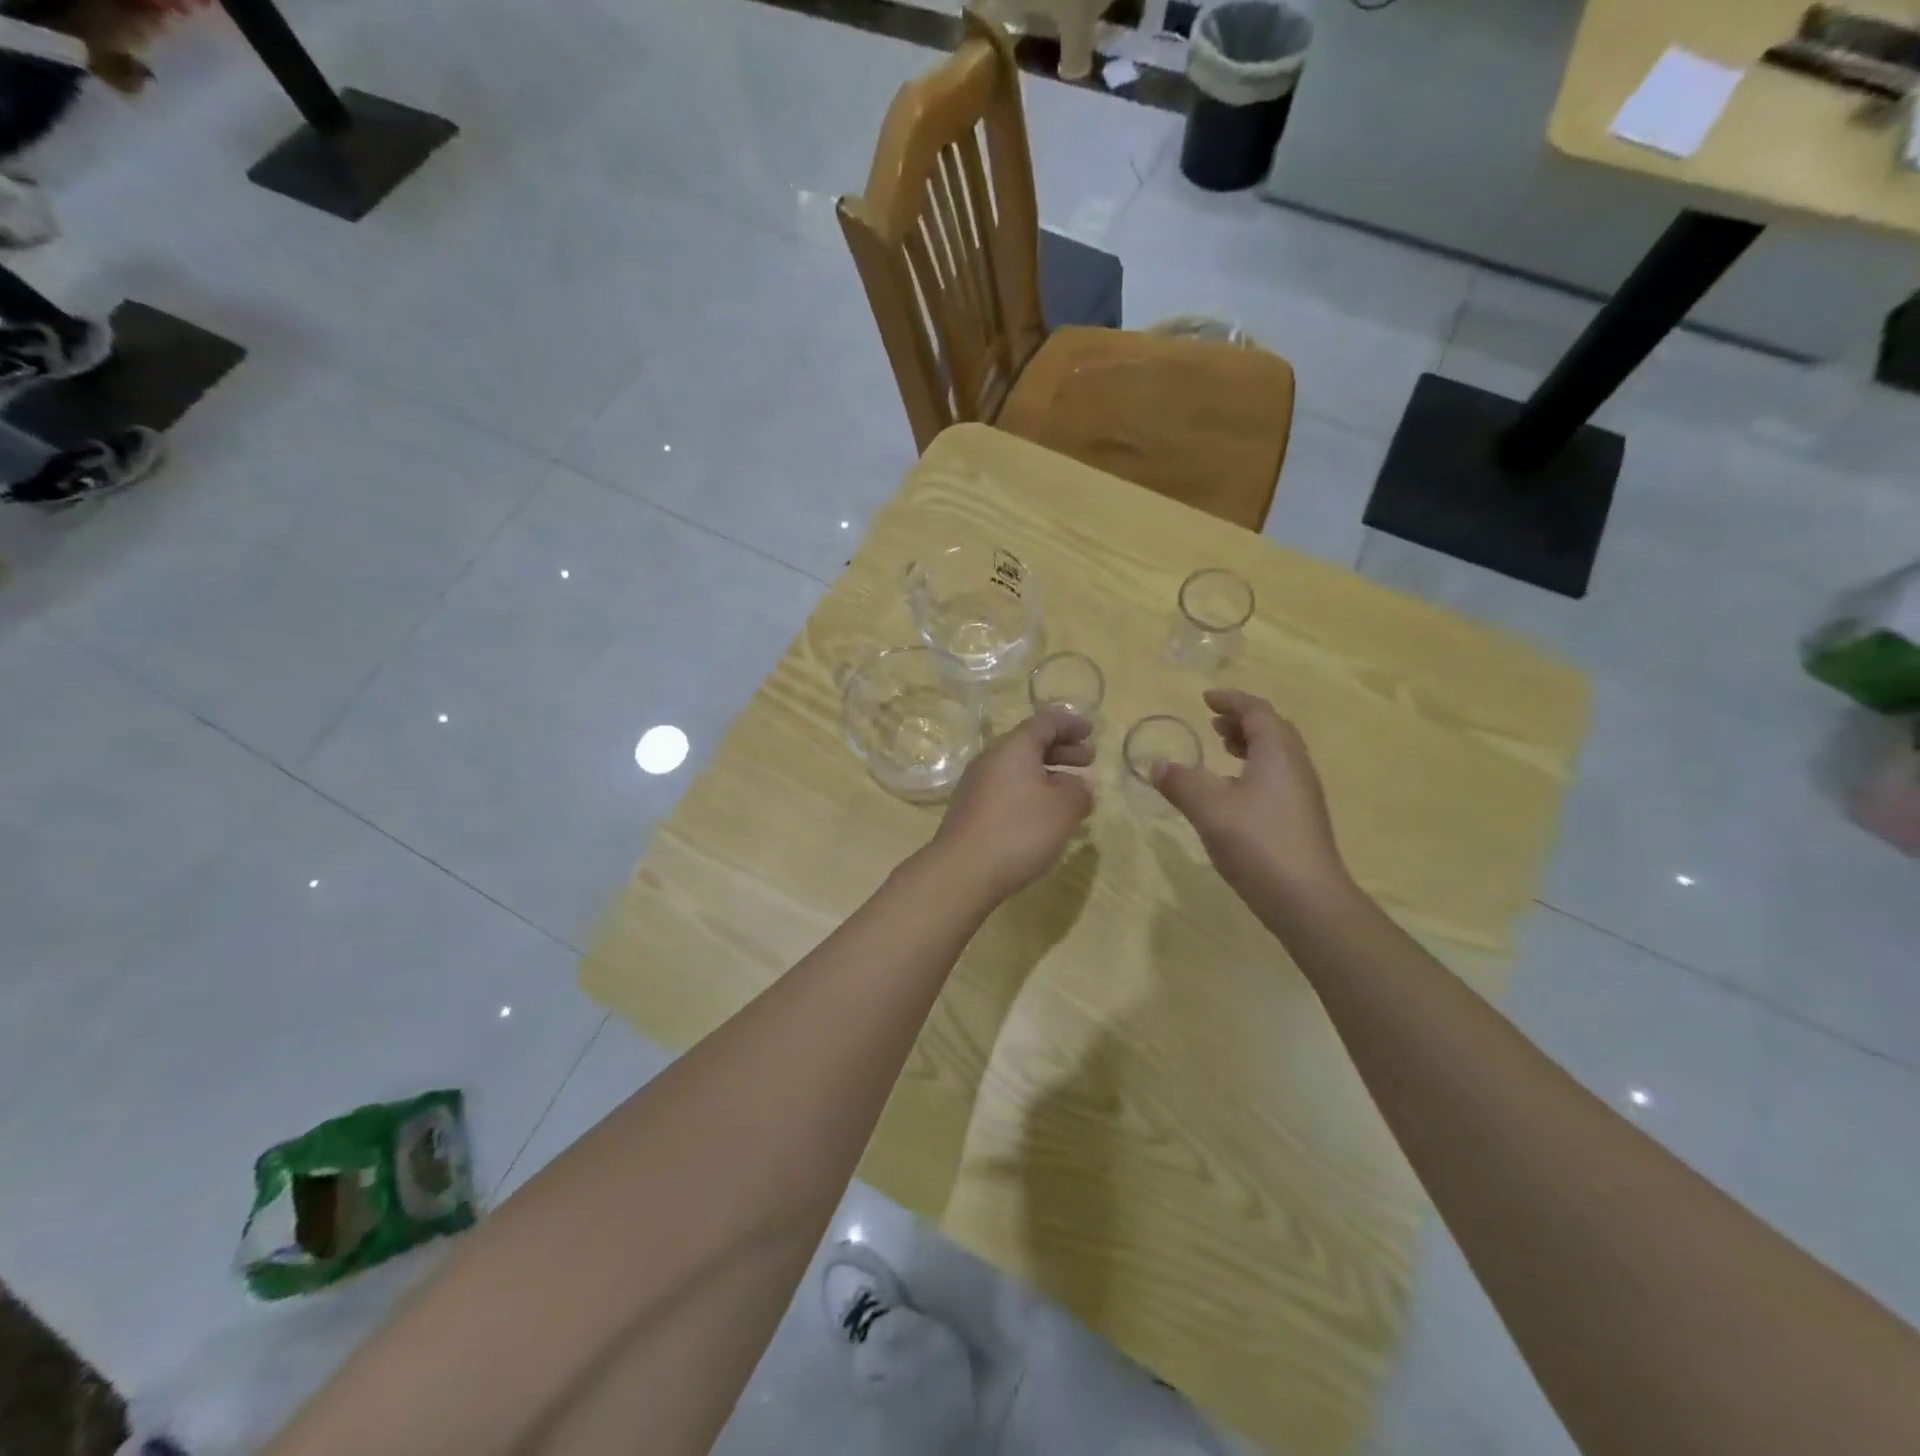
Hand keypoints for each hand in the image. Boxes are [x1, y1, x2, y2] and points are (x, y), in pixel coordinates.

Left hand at [930, 707, 1094, 902]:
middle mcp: (991, 759)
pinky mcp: (971, 810)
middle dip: (1061, 749)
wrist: (963, 871)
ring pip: (1018, 768)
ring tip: (1071, 791)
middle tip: (1088, 760)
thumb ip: (1079, 790)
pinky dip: (1031, 792)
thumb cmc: (1019, 831)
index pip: (1045, 722)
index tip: (1091, 731)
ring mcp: (977, 785)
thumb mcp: (1064, 808)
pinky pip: (1008, 789)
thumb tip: (1078, 786)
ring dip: (1047, 773)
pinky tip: (1044, 815)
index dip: (1070, 724)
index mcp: (1014, 747)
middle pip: (1029, 743)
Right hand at [1150, 689, 1350, 910]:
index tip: (1206, 699)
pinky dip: (1254, 769)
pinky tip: (1233, 793)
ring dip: (1250, 745)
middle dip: (1243, 721)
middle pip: (1273, 730)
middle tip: (1213, 723)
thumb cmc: (1258, 843)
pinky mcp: (1300, 819)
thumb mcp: (1209, 809)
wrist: (1307, 899)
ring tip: (1222, 750)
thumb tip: (1157, 765)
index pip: (1257, 711)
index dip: (1232, 701)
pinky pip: (1277, 777)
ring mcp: (1302, 794)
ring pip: (1277, 755)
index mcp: (1277, 753)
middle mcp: (1295, 767)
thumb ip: (1181, 783)